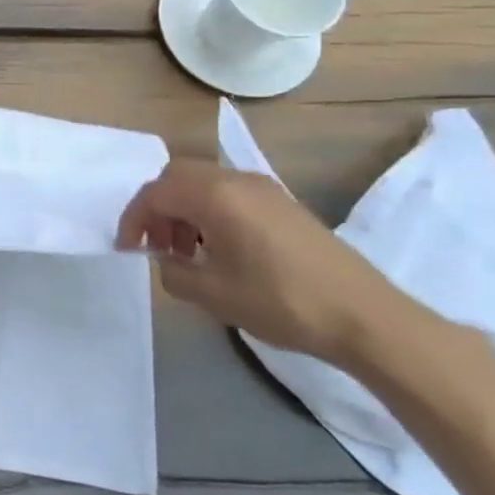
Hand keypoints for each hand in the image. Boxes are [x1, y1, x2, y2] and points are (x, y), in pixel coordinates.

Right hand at [116, 159, 423, 366]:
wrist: (366, 317)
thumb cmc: (281, 301)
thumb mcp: (212, 294)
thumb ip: (173, 272)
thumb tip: (166, 261)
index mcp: (215, 196)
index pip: (155, 193)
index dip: (134, 220)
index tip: (129, 250)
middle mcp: (237, 180)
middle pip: (177, 177)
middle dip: (157, 208)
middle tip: (156, 245)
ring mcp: (264, 189)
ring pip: (204, 183)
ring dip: (183, 210)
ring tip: (187, 253)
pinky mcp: (283, 204)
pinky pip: (229, 194)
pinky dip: (209, 212)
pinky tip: (220, 250)